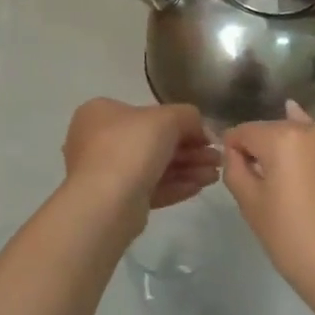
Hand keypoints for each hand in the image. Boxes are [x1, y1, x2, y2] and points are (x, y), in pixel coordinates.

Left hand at [61, 98, 220, 237]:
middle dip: (189, 150)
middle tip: (216, 159)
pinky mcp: (115, 200)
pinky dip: (174, 186)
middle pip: (153, 142)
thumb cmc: (131, 147)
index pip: (147, 114)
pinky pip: (149, 188)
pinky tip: (198, 188)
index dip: (181, 124)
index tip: (206, 136)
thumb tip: (201, 130)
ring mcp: (105, 172)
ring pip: (154, 167)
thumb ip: (188, 116)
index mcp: (101, 113)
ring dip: (187, 169)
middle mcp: (98, 140)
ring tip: (214, 176)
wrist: (106, 202)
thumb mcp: (167, 118)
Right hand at [222, 101, 314, 312]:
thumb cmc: (292, 240)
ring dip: (295, 150)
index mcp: (285, 138)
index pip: (247, 131)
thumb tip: (236, 150)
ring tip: (294, 181)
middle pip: (278, 129)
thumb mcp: (250, 204)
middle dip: (267, 148)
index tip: (235, 167)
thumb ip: (235, 167)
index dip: (234, 147)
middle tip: (265, 181)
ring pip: (307, 136)